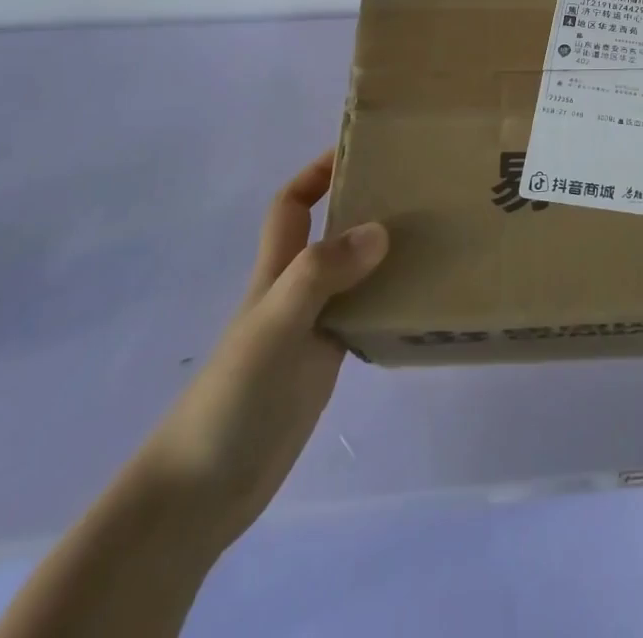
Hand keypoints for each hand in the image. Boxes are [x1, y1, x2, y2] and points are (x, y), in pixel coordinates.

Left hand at [135, 151, 387, 552]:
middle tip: (423, 189)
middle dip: (369, 203)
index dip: (318, 172)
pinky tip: (426, 298)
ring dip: (390, 253)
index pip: (293, 204)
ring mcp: (314, 326)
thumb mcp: (274, 324)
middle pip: (334, 231)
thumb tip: (381, 228)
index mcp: (278, 270)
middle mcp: (299, 289)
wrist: (201, 492)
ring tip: (440, 235)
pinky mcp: (328, 362)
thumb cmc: (231, 397)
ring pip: (358, 273)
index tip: (363, 151)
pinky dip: (394, 301)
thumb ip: (321, 274)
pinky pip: (368, 315)